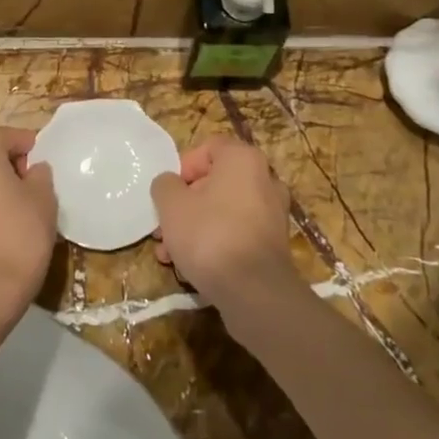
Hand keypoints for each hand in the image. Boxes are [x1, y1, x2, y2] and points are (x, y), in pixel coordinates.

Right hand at [149, 137, 294, 307]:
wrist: (254, 291)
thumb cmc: (210, 234)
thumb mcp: (172, 205)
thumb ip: (165, 185)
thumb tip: (170, 184)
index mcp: (244, 159)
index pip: (209, 148)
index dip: (184, 166)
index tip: (170, 191)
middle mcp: (265, 180)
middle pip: (215, 182)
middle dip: (185, 204)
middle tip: (164, 227)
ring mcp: (273, 213)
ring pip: (224, 211)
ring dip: (195, 227)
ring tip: (170, 253)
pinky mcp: (274, 244)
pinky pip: (237, 233)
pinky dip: (215, 243)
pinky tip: (192, 267)